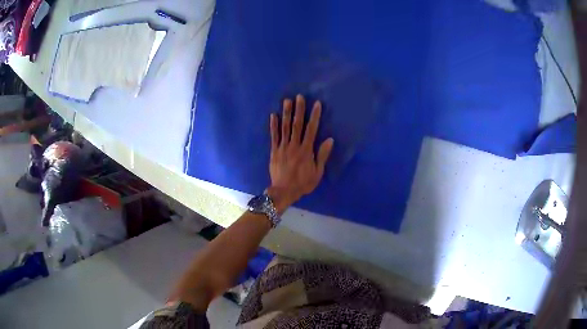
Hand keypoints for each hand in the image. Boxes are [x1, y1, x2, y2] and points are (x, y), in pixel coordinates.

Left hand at [267, 95, 333, 213]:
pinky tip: (273, 115)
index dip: (314, 116)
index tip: (317, 104)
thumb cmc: (303, 183)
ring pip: (285, 127)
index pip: (311, 129)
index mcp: (306, 150)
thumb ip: (322, 155)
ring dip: (286, 113)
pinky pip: (273, 136)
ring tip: (286, 101)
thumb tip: (330, 140)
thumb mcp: (317, 172)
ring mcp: (283, 147)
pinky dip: (273, 126)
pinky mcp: (274, 151)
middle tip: (299, 97)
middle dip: (299, 110)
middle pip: (297, 125)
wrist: (283, 191)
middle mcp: (294, 145)